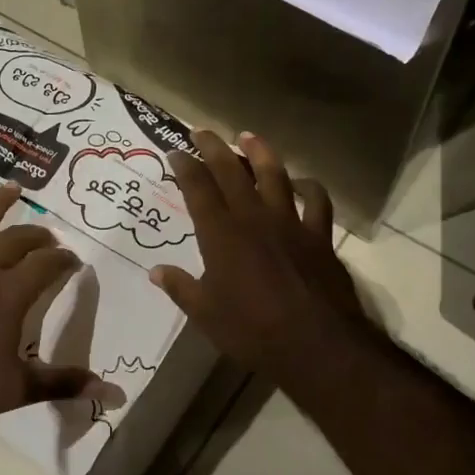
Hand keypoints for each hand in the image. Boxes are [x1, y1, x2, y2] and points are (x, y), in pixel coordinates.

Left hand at [0, 181, 103, 424]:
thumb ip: (63, 384)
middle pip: (15, 241)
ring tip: (12, 188)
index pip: (46, 265)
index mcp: (9, 294)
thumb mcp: (15, 389)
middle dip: (37, 235)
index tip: (74, 260)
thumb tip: (114, 394)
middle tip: (49, 235)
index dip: (63, 259)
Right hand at [150, 130, 372, 387]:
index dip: (185, 167)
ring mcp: (289, 223)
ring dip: (260, 152)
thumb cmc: (252, 331)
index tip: (175, 151)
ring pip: (274, 175)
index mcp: (221, 235)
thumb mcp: (205, 315)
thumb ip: (180, 288)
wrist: (316, 343)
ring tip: (248, 136)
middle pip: (231, 172)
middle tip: (202, 131)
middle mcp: (253, 218)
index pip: (198, 190)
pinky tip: (302, 182)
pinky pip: (316, 201)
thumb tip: (156, 272)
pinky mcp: (319, 235)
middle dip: (214, 148)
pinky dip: (308, 187)